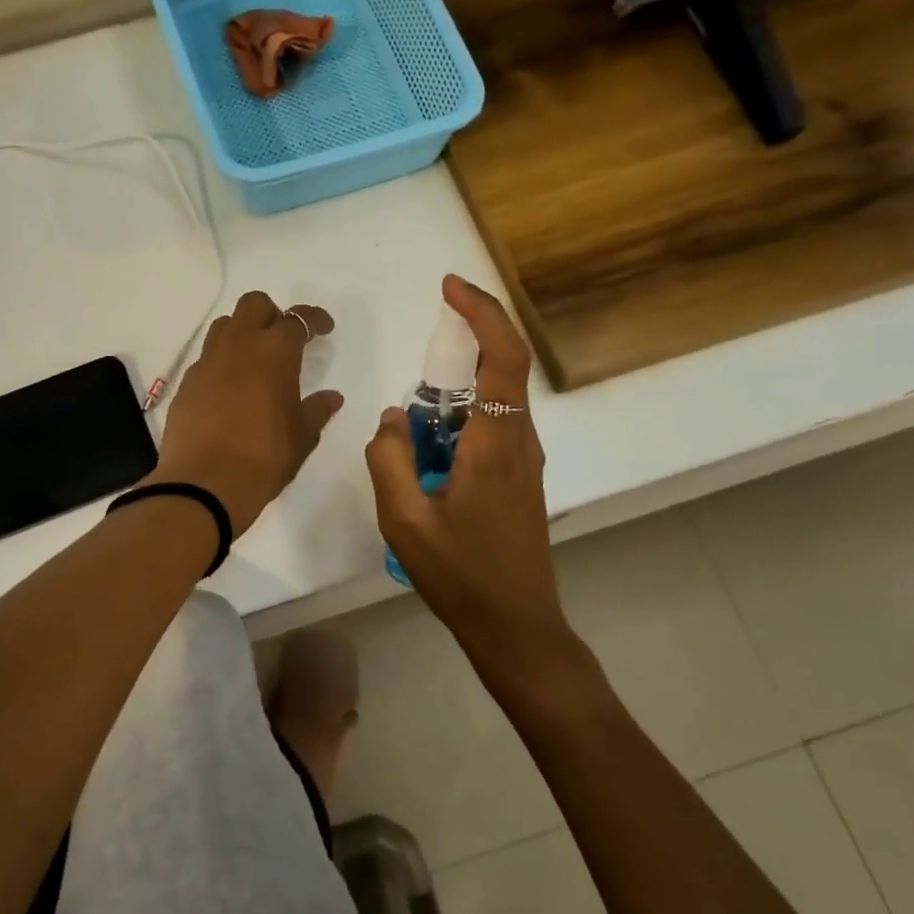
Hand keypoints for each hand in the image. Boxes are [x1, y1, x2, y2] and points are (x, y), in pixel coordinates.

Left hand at [152, 291, 342, 535]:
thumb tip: (331, 397)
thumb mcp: (302, 436)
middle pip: (253, 305)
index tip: (324, 328)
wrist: (205, 483)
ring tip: (255, 360)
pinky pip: (206, 359)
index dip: (314, 319)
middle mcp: (238, 346)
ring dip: (243, 332)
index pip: (297, 319)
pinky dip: (222, 362)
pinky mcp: (186, 384)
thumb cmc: (264, 457)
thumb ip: (317, 410)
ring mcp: (207, 363)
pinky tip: (231, 390)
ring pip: (224, 326)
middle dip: (273, 313)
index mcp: (274, 352)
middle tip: (285, 339)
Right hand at [366, 276, 564, 646]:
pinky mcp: (519, 480)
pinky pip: (492, 428)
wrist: (515, 626)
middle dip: (467, 341)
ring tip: (416, 418)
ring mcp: (524, 462)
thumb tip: (393, 415)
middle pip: (503, 369)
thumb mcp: (404, 520)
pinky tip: (431, 448)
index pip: (502, 357)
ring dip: (459, 388)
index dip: (482, 312)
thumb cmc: (460, 575)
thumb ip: (389, 458)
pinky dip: (462, 417)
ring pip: (496, 401)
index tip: (450, 287)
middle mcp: (519, 443)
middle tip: (425, 345)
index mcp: (495, 444)